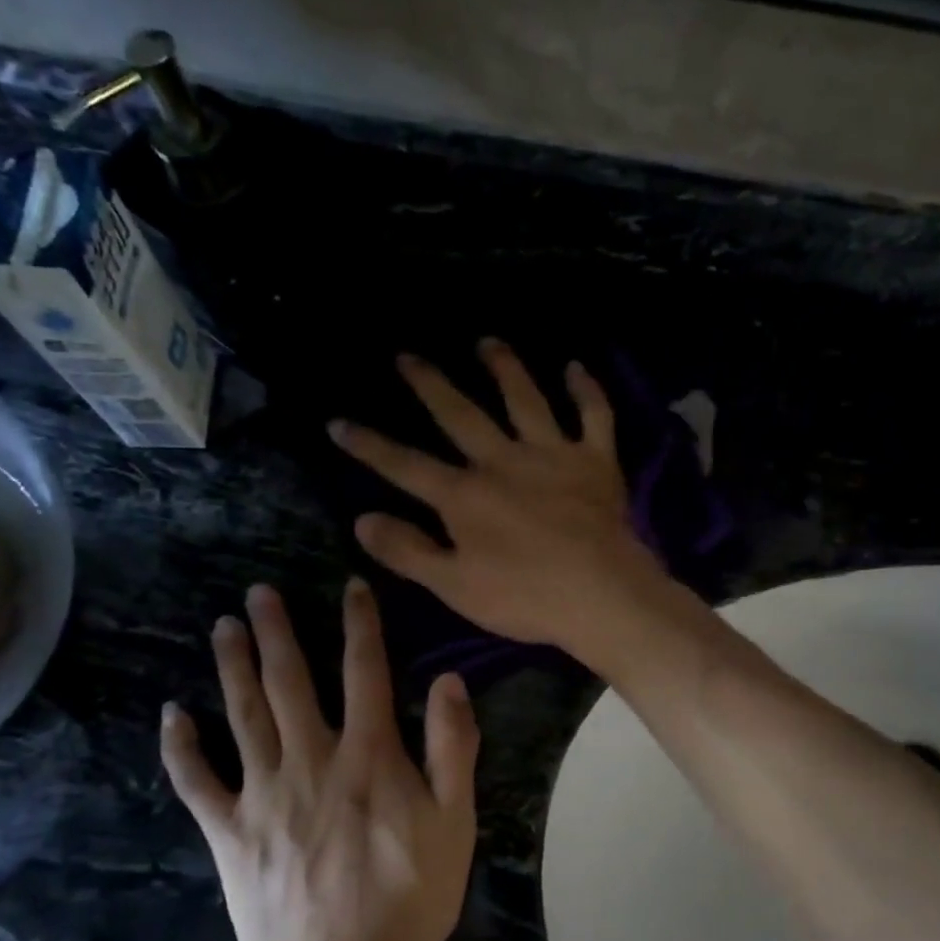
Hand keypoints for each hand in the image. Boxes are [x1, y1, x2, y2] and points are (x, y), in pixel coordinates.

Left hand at [160, 580, 478, 940]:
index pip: (365, 672)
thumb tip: (450, 680)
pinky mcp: (230, 835)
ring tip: (223, 628)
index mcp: (368, 755)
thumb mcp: (456, 822)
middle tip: (258, 592)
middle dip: (277, 632)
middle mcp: (310, 760)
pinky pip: (198, 783)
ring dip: (232, 668)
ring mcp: (263, 796)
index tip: (351, 587)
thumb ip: (454, 747)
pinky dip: (182, 748)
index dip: (360, 624)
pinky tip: (172, 716)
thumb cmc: (411, 898)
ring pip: (242, 716)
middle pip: (289, 682)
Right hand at [328, 340, 665, 654]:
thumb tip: (361, 519)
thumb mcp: (454, 586)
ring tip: (486, 342)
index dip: (369, 446)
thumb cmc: (525, 598)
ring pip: (524, 399)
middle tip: (407, 356)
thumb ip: (408, 551)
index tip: (338, 422)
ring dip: (504, 367)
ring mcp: (552, 454)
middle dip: (429, 384)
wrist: (602, 596)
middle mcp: (504, 461)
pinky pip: (593, 414)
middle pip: (460, 415)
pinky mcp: (596, 460)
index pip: (406, 465)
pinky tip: (575, 368)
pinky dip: (585, 389)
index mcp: (465, 496)